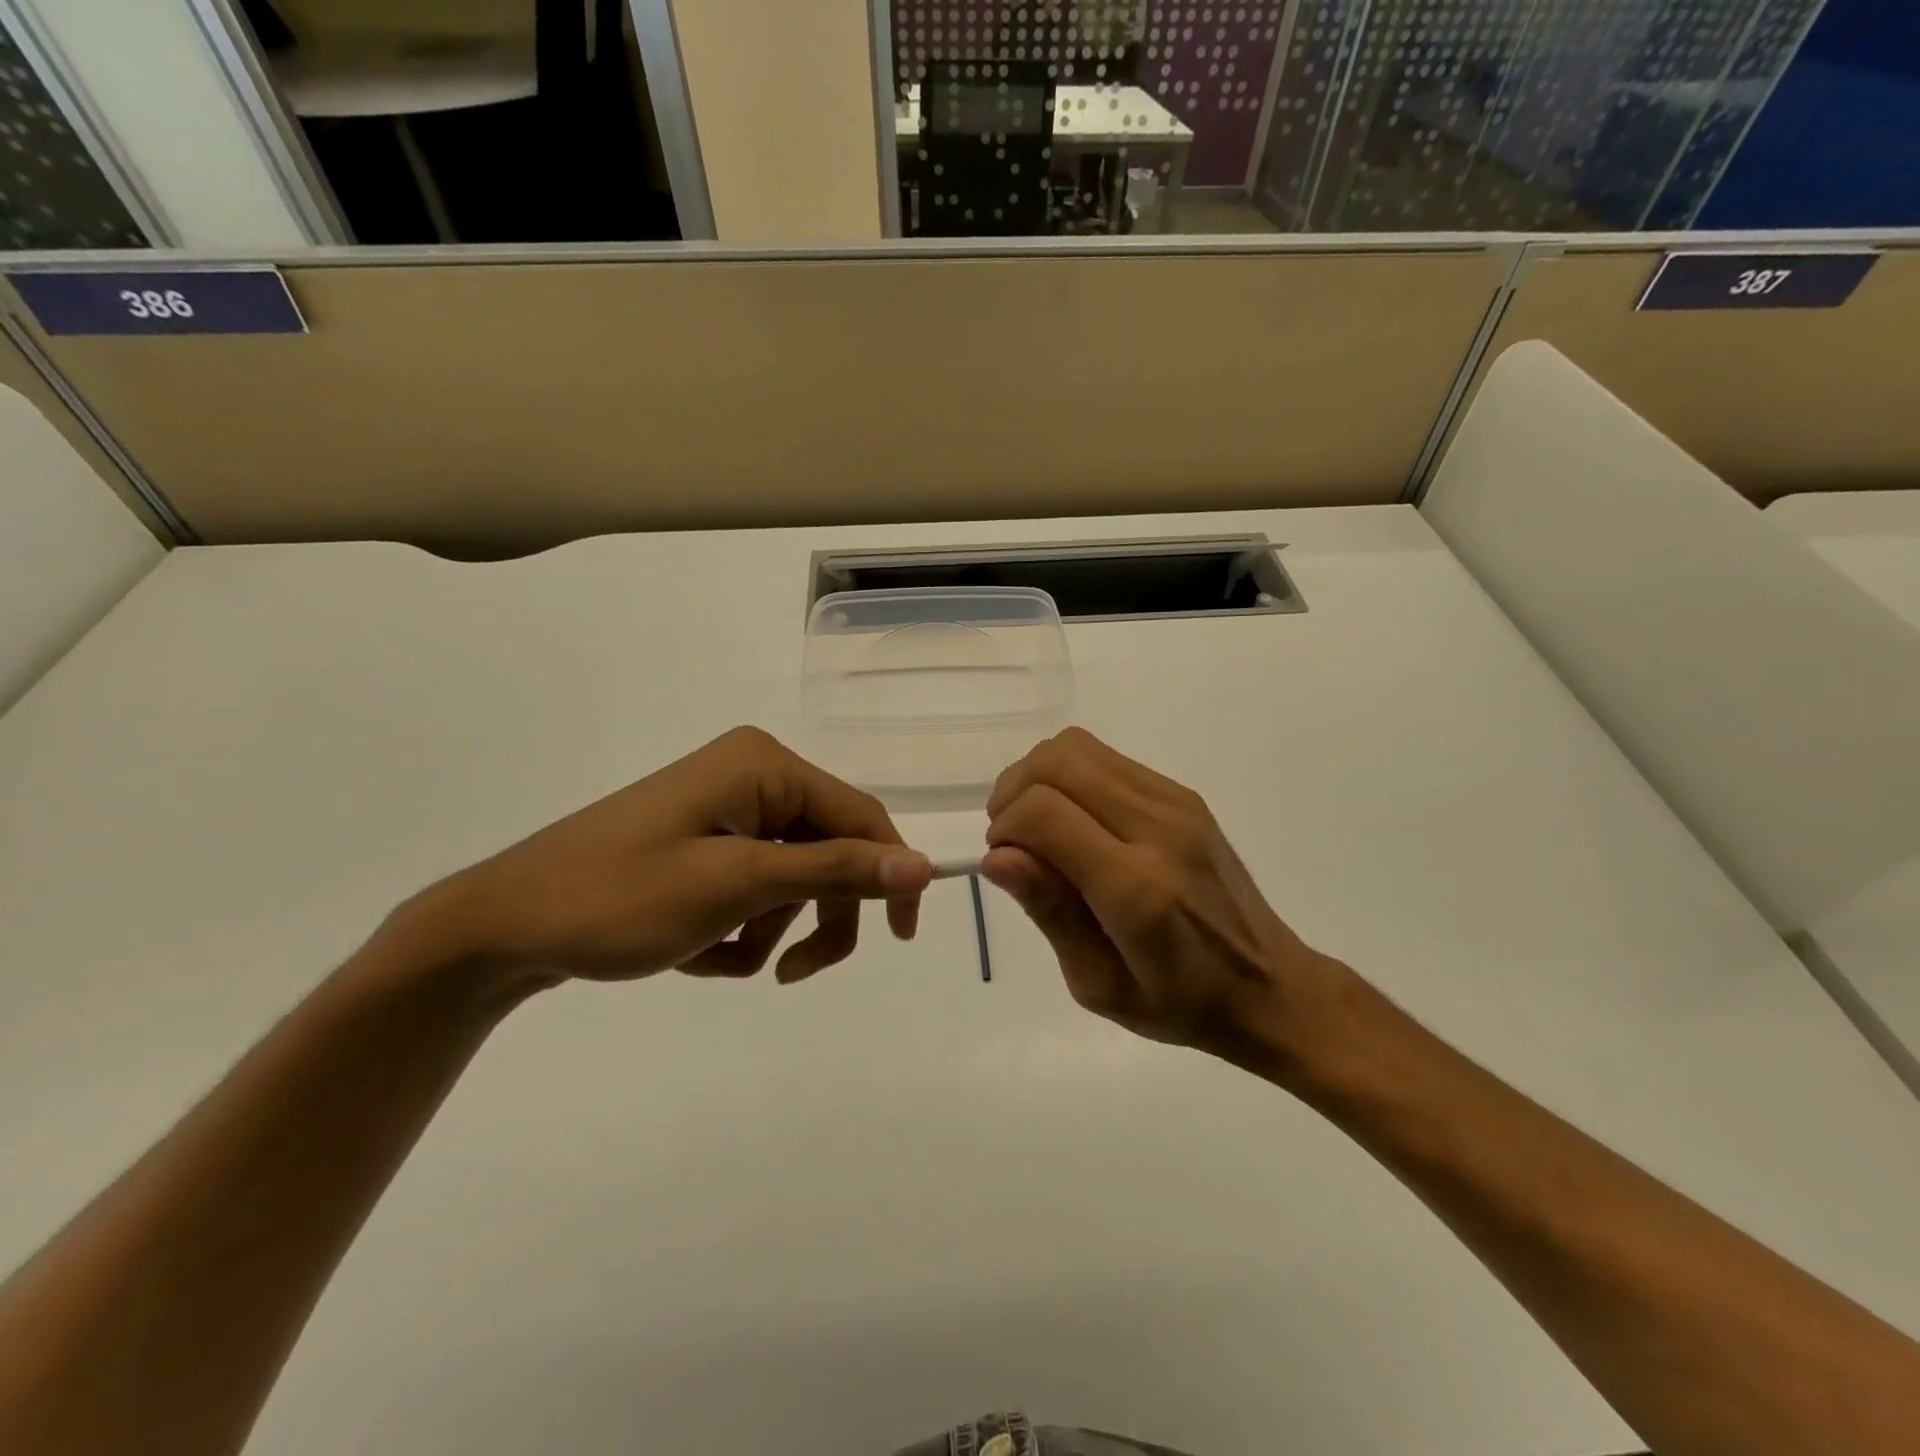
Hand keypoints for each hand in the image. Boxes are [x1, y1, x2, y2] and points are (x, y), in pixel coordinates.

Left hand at [406, 726, 932, 985]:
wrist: (501, 929)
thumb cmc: (618, 899)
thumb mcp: (737, 886)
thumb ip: (835, 870)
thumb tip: (924, 864)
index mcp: (764, 766)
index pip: (862, 815)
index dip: (891, 873)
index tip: (902, 938)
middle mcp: (752, 776)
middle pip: (829, 849)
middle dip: (813, 914)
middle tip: (791, 972)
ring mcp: (726, 809)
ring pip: (794, 878)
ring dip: (768, 927)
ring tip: (716, 953)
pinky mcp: (705, 841)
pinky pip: (756, 887)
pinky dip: (738, 927)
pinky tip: (692, 946)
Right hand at [982, 727, 1343, 1065]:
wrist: (1270, 985)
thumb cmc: (1179, 1002)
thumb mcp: (1099, 984)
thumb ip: (1050, 911)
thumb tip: (998, 857)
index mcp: (1136, 888)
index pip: (1045, 813)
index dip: (1005, 828)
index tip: (1002, 861)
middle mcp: (1158, 829)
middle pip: (1057, 762)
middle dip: (1013, 791)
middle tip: (1010, 837)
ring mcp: (1176, 803)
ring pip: (1078, 747)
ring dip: (1039, 777)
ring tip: (1037, 825)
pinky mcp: (1184, 795)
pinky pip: (1106, 758)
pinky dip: (1071, 776)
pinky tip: (1075, 820)